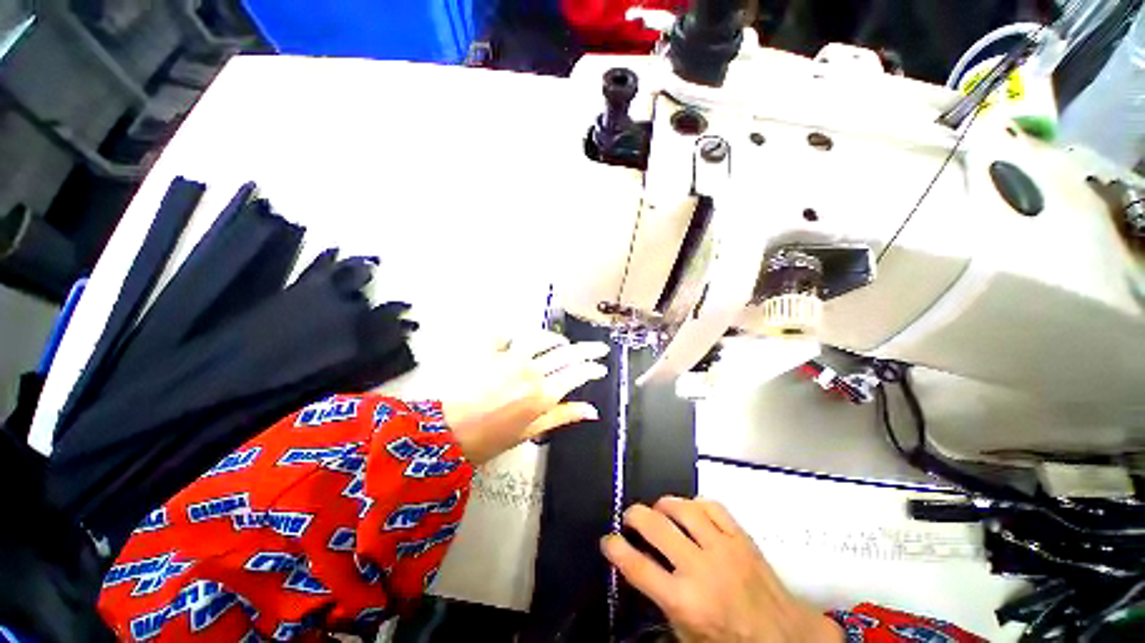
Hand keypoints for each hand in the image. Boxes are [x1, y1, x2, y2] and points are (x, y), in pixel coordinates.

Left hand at [443, 331, 608, 463]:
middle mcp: (531, 371)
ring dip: (557, 340)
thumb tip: (592, 410)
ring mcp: (510, 358)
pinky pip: (507, 335)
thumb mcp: (531, 432)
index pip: (577, 373)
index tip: (601, 368)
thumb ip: (563, 416)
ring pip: (542, 339)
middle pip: (566, 354)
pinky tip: (521, 339)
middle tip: (600, 348)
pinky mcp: (490, 352)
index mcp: (543, 394)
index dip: (593, 369)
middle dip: (588, 350)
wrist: (446, 434)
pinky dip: (517, 335)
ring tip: (564, 343)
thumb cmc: (491, 439)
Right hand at [602, 497, 843, 642]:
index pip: (638, 566)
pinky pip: (712, 506)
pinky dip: (695, 502)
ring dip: (664, 504)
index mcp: (685, 601)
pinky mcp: (742, 537)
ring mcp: (723, 548)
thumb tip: (642, 571)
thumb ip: (664, 603)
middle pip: (656, 527)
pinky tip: (689, 508)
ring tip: (657, 509)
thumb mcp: (689, 637)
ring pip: (683, 509)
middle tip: (629, 517)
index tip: (608, 540)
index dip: (616, 549)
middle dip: (635, 516)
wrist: (787, 639)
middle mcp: (701, 568)